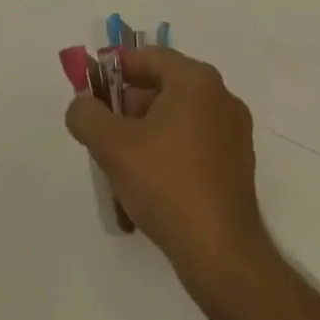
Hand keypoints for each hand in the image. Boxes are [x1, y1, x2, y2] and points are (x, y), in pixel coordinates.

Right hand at [65, 46, 267, 271]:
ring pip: (175, 122)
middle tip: (105, 135)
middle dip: (127, 110)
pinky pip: (193, 148)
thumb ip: (86, 114)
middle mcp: (220, 98)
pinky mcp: (238, 170)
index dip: (114, 71)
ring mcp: (234, 135)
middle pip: (161, 89)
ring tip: (121, 171)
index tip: (92, 93)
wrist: (223, 260)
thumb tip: (82, 105)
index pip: (147, 58)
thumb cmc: (167, 185)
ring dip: (145, 138)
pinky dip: (168, 159)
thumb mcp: (112, 144)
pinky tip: (148, 192)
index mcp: (195, 80)